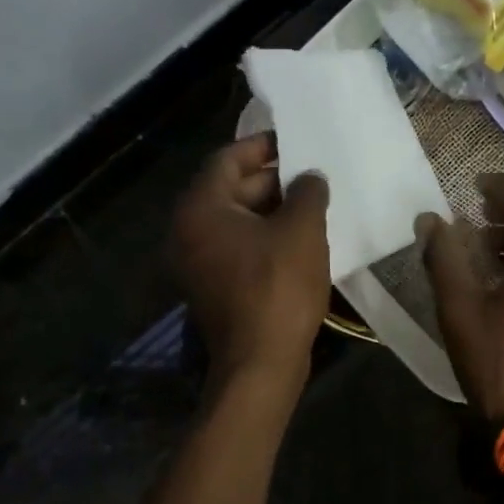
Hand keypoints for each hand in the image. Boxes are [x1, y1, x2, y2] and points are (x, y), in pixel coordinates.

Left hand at [171, 133, 330, 382]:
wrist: (261, 363)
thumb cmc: (278, 287)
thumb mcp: (302, 230)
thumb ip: (307, 192)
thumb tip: (310, 177)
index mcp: (201, 209)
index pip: (226, 159)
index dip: (261, 146)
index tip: (294, 141)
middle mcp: (189, 231)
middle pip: (230, 189)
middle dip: (273, 179)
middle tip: (312, 174)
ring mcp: (199, 261)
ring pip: (238, 219)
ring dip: (273, 208)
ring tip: (314, 202)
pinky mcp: (215, 285)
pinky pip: (239, 245)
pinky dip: (266, 234)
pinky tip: (302, 236)